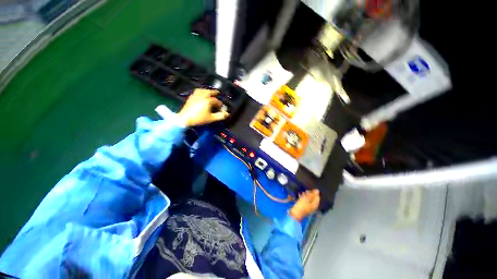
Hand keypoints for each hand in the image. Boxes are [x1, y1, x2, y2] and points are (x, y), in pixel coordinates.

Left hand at [177, 89, 228, 126]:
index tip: (221, 107)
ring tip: (208, 91)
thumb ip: (220, 116)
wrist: (185, 118)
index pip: (216, 101)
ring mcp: (195, 96)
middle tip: (217, 92)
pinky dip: (200, 91)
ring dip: (206, 90)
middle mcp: (202, 96)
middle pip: (209, 92)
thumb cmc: (199, 118)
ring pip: (202, 90)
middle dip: (214, 92)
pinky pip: (196, 92)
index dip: (220, 104)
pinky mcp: (190, 98)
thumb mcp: (211, 118)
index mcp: (208, 101)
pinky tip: (200, 94)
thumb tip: (227, 114)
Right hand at [289, 189, 319, 221]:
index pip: (317, 198)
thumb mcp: (306, 199)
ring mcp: (308, 207)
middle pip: (313, 199)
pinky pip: (305, 201)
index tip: (312, 189)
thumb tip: (317, 190)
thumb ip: (312, 194)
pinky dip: (303, 198)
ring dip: (306, 195)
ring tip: (303, 192)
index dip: (315, 193)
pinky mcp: (303, 207)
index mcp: (315, 205)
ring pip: (309, 200)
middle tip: (306, 190)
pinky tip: (300, 195)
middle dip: (310, 194)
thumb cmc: (301, 206)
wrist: (295, 214)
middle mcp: (313, 206)